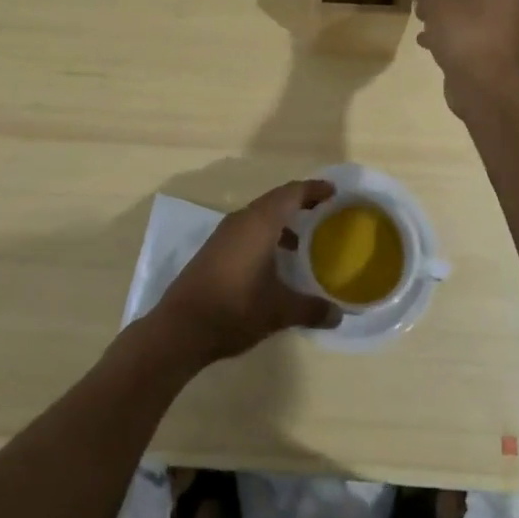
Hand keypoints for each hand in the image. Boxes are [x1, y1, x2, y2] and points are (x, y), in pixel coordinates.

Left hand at [151, 180, 340, 366]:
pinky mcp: (214, 250)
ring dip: (281, 221)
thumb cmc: (234, 309)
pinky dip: (266, 234)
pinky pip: (247, 230)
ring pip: (259, 216)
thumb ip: (311, 309)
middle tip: (324, 211)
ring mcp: (224, 234)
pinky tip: (274, 261)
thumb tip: (339, 315)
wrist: (180, 328)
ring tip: (303, 240)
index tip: (334, 191)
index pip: (291, 193)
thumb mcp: (278, 311)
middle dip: (300, 202)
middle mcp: (242, 220)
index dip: (314, 189)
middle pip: (275, 200)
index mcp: (260, 223)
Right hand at [411, 0, 518, 107]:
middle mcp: (514, 4)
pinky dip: (453, 34)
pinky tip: (428, 42)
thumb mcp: (438, 3)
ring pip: (473, 13)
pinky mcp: (501, 54)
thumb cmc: (465, 35)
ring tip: (420, 18)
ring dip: (445, 13)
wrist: (487, 89)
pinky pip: (474, 35)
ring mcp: (509, 32)